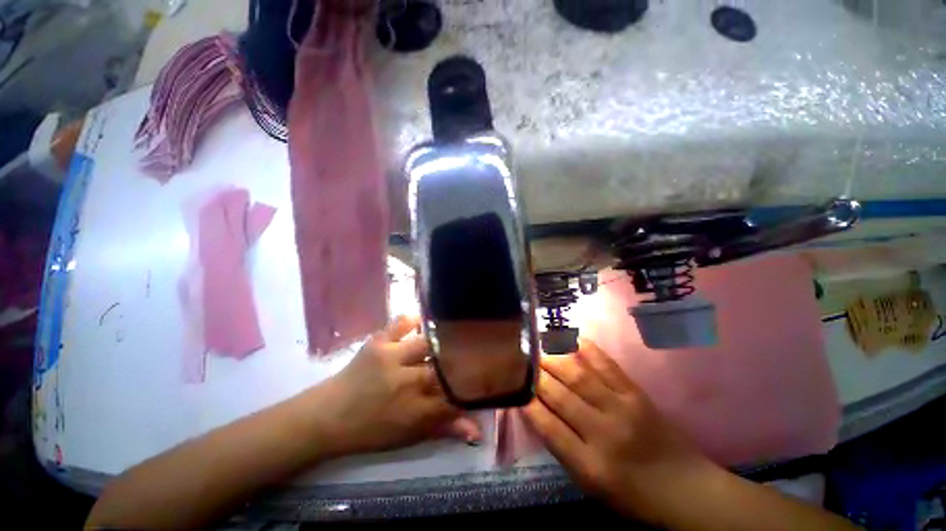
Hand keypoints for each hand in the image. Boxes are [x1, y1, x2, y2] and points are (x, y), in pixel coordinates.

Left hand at [312, 316, 480, 456]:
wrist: (327, 415)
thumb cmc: (370, 431)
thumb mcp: (408, 436)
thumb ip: (445, 429)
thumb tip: (477, 431)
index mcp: (414, 410)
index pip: (454, 397)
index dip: (470, 389)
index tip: (480, 382)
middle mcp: (406, 381)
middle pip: (444, 368)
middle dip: (459, 364)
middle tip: (467, 359)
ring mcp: (390, 357)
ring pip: (428, 343)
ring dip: (441, 343)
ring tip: (450, 340)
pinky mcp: (378, 341)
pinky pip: (401, 322)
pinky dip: (414, 320)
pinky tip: (423, 323)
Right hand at [522, 340, 718, 524]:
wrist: (687, 489)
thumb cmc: (632, 494)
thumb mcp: (591, 484)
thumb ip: (562, 447)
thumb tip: (536, 410)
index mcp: (590, 465)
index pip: (547, 426)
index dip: (527, 403)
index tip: (513, 386)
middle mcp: (604, 433)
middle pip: (560, 395)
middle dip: (536, 375)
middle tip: (521, 360)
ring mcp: (622, 409)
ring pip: (578, 376)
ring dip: (554, 359)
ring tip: (537, 348)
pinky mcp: (637, 394)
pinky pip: (607, 365)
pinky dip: (587, 349)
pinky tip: (571, 338)